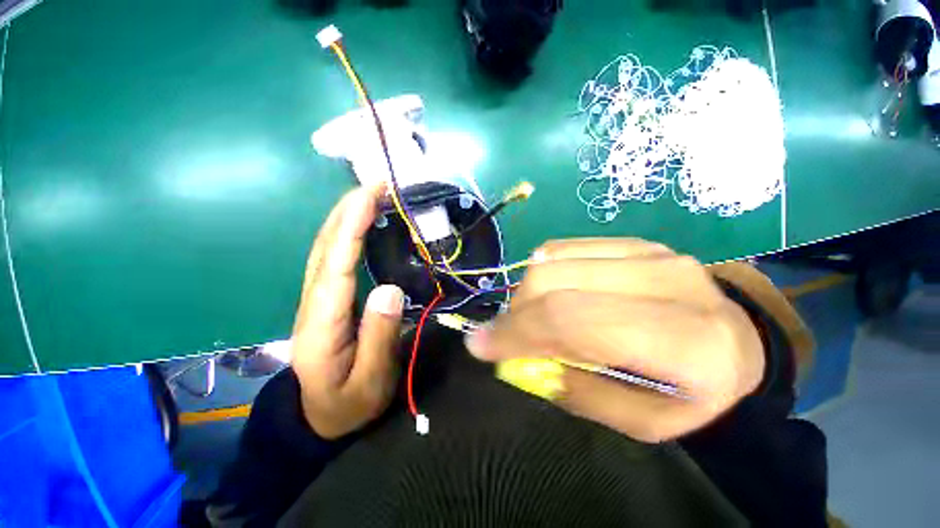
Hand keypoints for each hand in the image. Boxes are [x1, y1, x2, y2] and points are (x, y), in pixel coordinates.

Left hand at [291, 186, 404, 438]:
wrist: (321, 417)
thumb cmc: (349, 403)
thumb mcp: (370, 380)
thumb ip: (379, 336)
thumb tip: (389, 288)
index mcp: (322, 323)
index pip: (335, 265)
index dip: (350, 228)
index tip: (369, 196)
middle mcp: (313, 302)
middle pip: (325, 247)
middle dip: (348, 211)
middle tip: (377, 185)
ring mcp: (317, 298)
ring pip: (325, 248)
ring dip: (346, 216)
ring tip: (372, 195)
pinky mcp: (327, 298)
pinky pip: (334, 257)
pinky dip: (346, 233)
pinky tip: (362, 223)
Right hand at [465, 238, 764, 442]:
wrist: (737, 339)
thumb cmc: (695, 394)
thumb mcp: (642, 421)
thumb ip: (576, 392)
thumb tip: (515, 361)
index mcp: (686, 340)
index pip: (573, 320)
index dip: (518, 331)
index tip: (479, 345)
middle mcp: (666, 280)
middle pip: (554, 281)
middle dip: (515, 311)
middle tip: (507, 335)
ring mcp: (648, 251)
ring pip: (552, 259)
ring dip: (526, 291)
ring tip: (530, 316)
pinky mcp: (631, 241)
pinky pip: (563, 247)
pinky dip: (541, 270)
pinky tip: (548, 291)